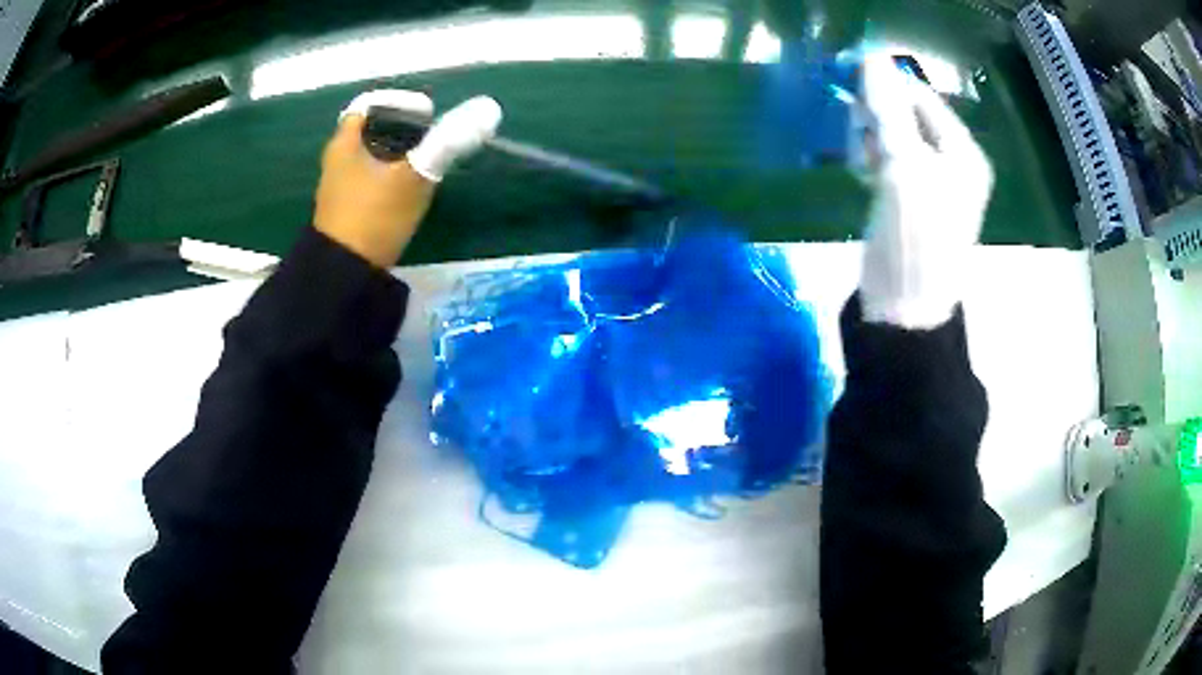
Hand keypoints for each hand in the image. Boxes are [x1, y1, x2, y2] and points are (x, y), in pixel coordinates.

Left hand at [314, 90, 501, 267]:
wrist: (345, 276)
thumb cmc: (375, 216)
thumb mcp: (415, 176)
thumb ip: (449, 141)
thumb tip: (488, 108)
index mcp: (344, 144)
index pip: (369, 105)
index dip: (399, 102)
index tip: (427, 114)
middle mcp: (337, 161)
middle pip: (372, 131)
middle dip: (404, 129)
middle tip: (433, 137)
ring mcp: (339, 188)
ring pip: (372, 157)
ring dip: (400, 155)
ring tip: (428, 163)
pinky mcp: (346, 211)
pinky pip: (371, 180)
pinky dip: (391, 177)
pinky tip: (411, 191)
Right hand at [858, 53, 993, 328]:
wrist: (903, 307)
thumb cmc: (914, 237)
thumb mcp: (904, 167)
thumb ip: (888, 111)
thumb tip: (872, 58)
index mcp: (962, 152)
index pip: (920, 97)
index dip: (885, 85)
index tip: (848, 83)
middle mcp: (949, 160)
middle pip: (903, 112)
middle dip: (876, 118)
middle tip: (862, 140)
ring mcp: (927, 178)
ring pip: (889, 133)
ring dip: (868, 139)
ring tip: (863, 167)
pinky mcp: (906, 194)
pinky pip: (884, 156)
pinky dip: (869, 158)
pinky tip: (863, 175)